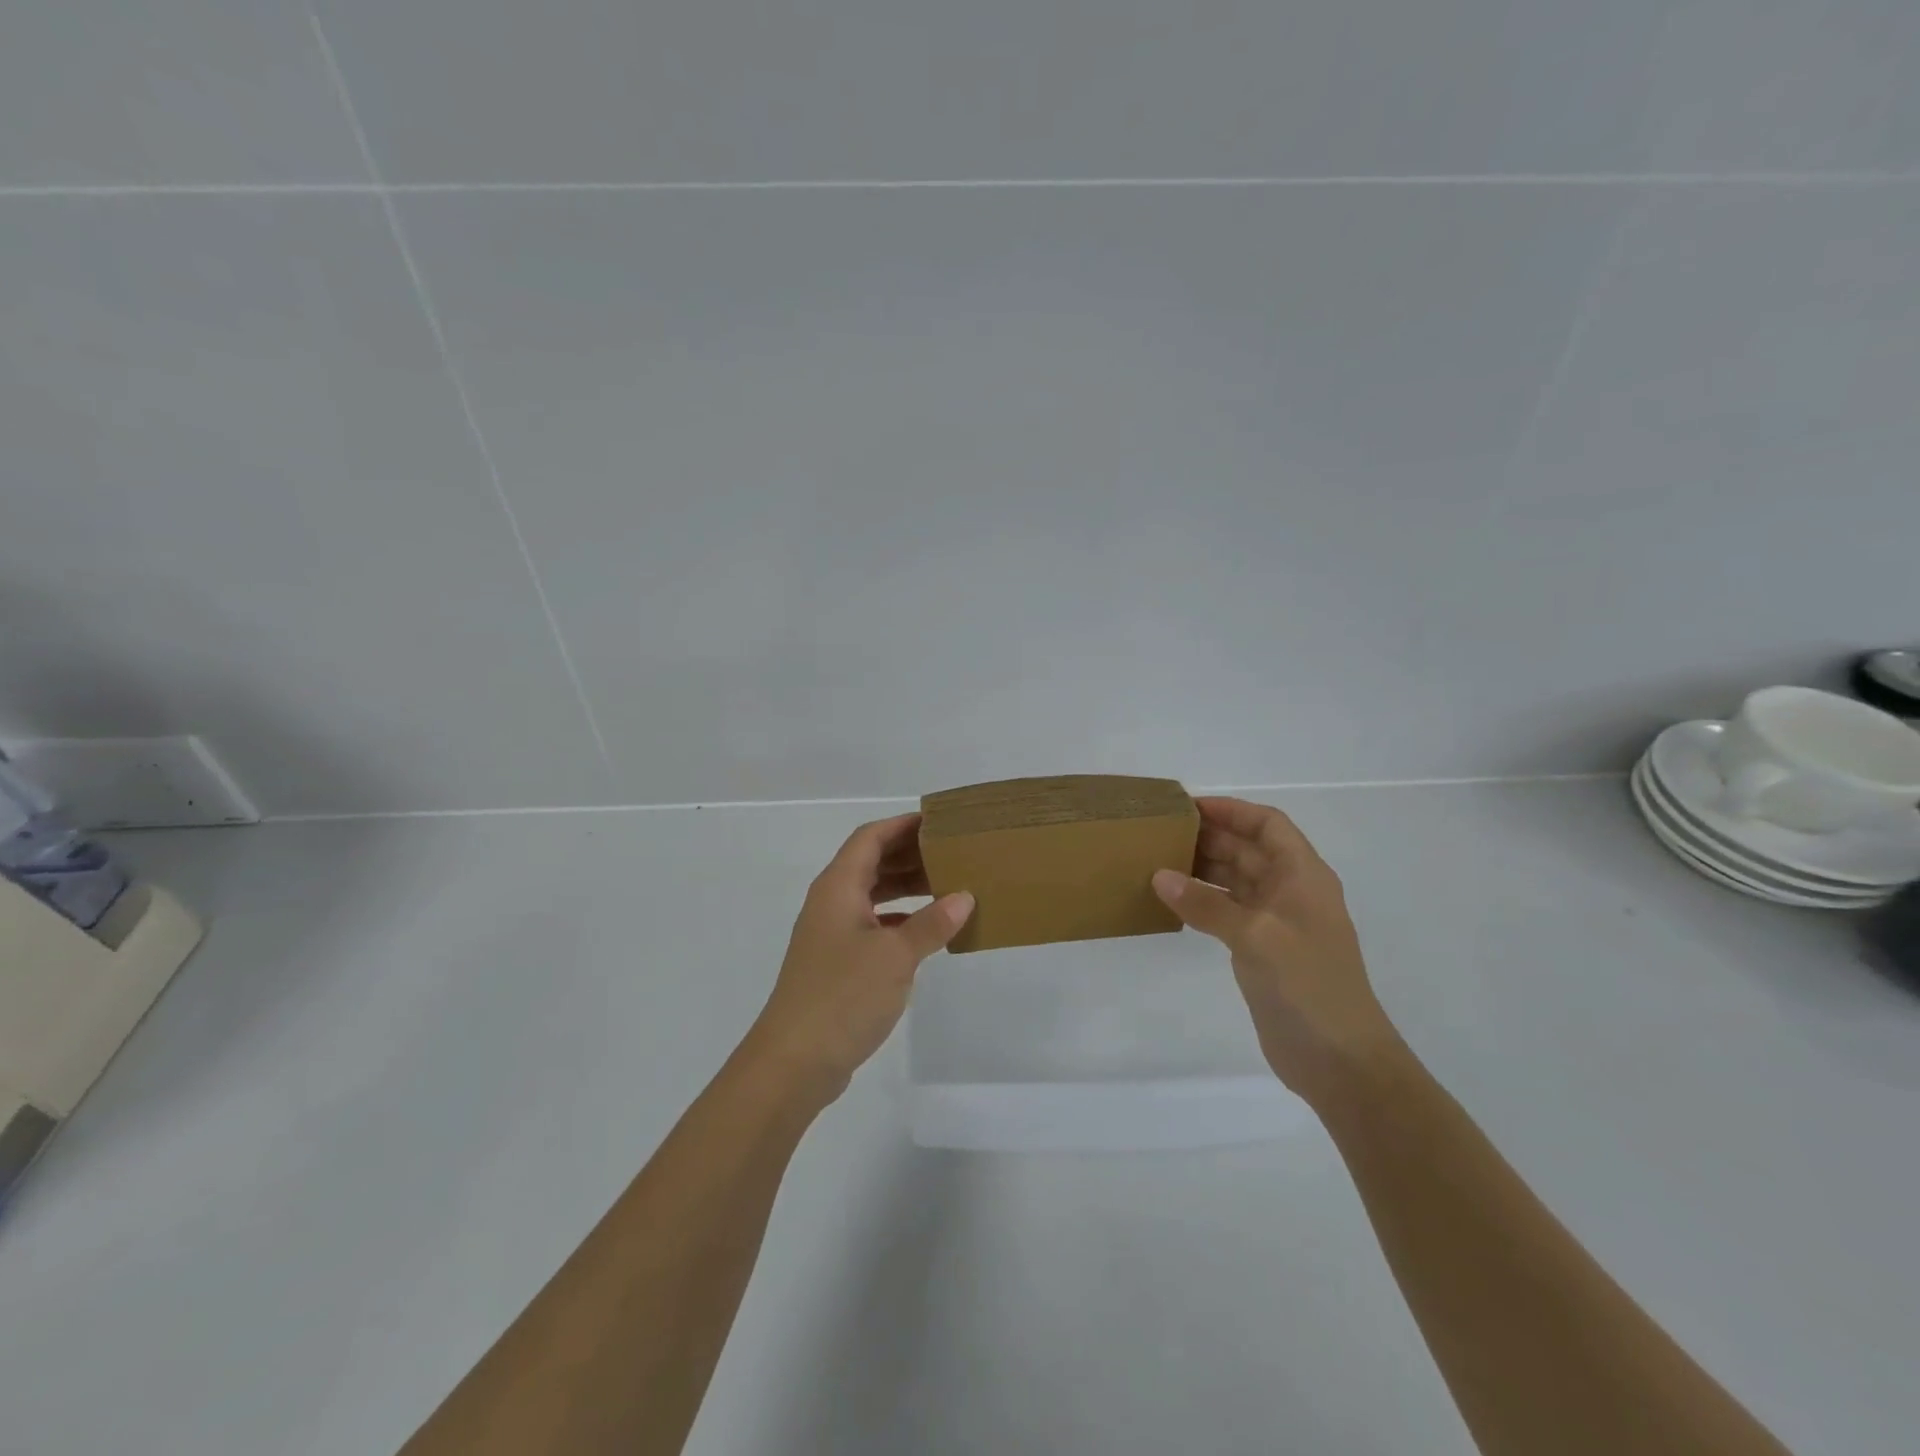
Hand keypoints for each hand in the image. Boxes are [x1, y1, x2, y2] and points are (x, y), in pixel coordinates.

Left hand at [743, 814, 973, 1105]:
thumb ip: (931, 923)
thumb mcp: (895, 955)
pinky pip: (872, 925)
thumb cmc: (842, 996)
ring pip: (872, 895)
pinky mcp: (836, 964)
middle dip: (909, 855)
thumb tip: (963, 897)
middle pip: (871, 863)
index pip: (870, 838)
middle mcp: (831, 902)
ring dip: (905, 887)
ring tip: (947, 886)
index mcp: (838, 887)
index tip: (939, 822)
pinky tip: (926, 931)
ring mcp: (831, 934)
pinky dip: (899, 920)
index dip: (902, 825)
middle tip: (952, 853)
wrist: (793, 1062)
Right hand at [1152, 797, 1402, 1104]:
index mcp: (1303, 876)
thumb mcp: (1255, 936)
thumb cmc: (1307, 985)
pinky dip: (1202, 901)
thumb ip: (1206, 904)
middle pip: (1248, 849)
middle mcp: (1291, 891)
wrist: (1340, 1061)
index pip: (1268, 824)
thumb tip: (1159, 876)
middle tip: (1160, 833)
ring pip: (1235, 880)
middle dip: (1209, 837)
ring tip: (1157, 861)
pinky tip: (1172, 901)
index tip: (1187, 807)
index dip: (1231, 810)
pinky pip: (1227, 911)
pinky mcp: (1262, 950)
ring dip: (1202, 869)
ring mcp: (1277, 922)